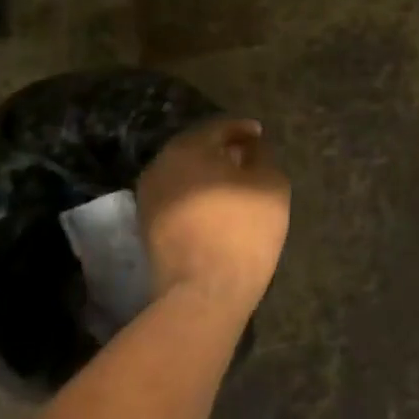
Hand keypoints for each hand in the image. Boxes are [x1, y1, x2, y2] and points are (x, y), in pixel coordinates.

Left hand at [137, 118, 290, 313]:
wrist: (203, 291)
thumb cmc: (242, 230)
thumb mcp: (271, 184)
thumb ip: (262, 156)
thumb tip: (251, 146)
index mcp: (189, 147)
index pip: (219, 127)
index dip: (243, 128)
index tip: (260, 135)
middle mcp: (162, 164)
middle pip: (196, 147)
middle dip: (222, 149)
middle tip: (247, 157)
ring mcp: (149, 195)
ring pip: (183, 172)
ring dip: (207, 172)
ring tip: (233, 183)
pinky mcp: (147, 225)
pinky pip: (176, 195)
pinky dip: (195, 193)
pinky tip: (214, 206)